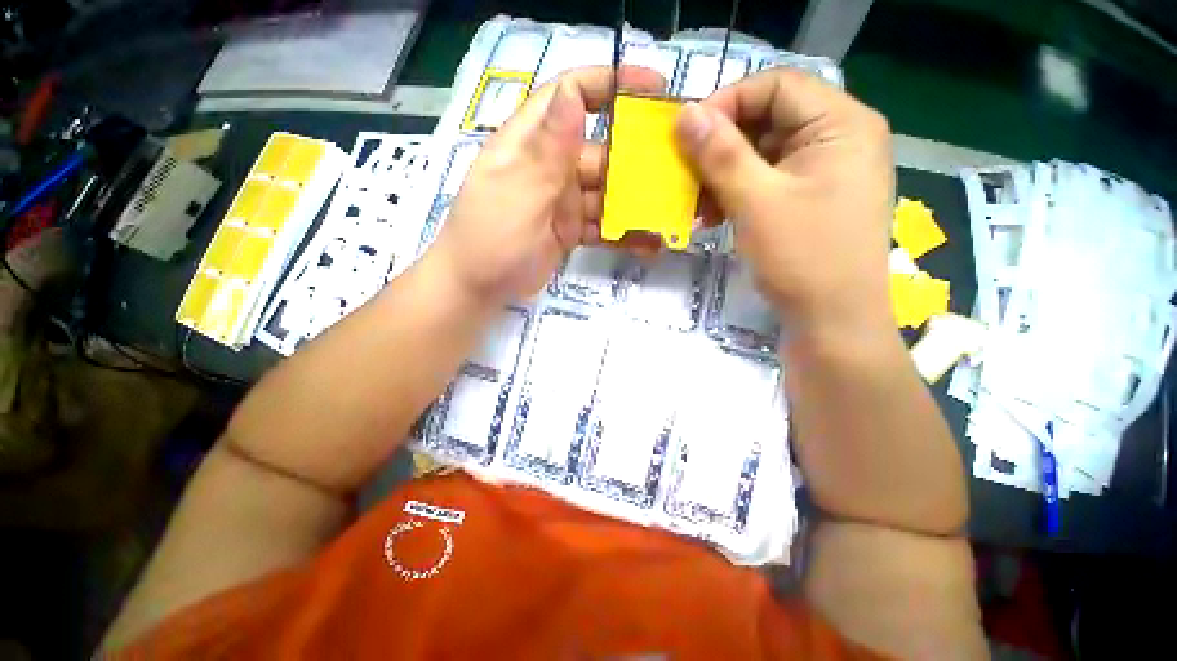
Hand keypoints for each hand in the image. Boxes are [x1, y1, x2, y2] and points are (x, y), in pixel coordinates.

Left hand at [430, 65, 664, 304]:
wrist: (477, 288)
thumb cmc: (490, 238)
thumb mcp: (518, 192)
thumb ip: (548, 150)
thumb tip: (572, 93)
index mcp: (531, 144)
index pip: (569, 96)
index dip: (609, 84)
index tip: (652, 88)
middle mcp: (551, 166)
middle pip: (600, 150)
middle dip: (636, 156)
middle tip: (677, 168)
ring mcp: (563, 201)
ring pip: (606, 192)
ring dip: (635, 202)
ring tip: (670, 213)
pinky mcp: (571, 229)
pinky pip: (602, 225)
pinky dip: (624, 233)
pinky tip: (649, 243)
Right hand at [676, 69, 894, 337]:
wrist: (832, 322)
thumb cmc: (803, 258)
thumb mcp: (756, 201)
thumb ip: (720, 154)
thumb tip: (684, 115)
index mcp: (842, 124)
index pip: (777, 86)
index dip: (727, 103)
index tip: (687, 135)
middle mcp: (840, 139)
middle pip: (769, 120)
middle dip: (721, 147)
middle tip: (685, 174)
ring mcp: (826, 172)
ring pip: (763, 154)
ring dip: (724, 175)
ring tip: (695, 204)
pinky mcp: (811, 200)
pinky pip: (767, 182)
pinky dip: (737, 194)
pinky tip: (713, 215)